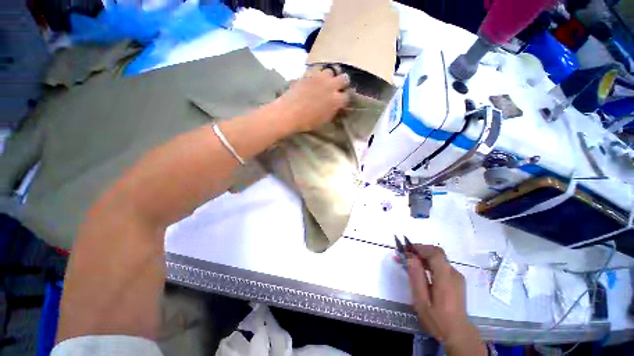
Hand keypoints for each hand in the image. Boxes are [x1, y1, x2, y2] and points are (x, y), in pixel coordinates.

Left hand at [275, 65, 349, 132]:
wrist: (289, 112)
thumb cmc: (307, 122)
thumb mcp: (324, 120)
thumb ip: (333, 111)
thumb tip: (337, 107)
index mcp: (336, 100)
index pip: (347, 96)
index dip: (345, 98)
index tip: (341, 100)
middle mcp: (331, 86)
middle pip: (344, 78)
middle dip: (342, 83)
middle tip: (337, 88)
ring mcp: (320, 78)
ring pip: (331, 71)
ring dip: (330, 77)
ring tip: (325, 82)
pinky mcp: (309, 73)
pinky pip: (317, 70)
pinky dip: (318, 75)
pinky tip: (314, 80)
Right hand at [407, 245, 484, 354]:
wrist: (458, 334)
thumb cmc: (437, 319)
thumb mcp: (422, 301)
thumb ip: (417, 277)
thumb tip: (411, 257)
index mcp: (446, 279)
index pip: (434, 253)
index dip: (419, 248)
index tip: (405, 248)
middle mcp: (454, 274)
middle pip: (437, 253)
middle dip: (420, 250)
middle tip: (405, 253)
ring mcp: (456, 277)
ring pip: (438, 259)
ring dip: (423, 256)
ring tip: (408, 260)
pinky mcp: (456, 280)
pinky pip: (441, 265)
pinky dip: (429, 263)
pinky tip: (419, 269)